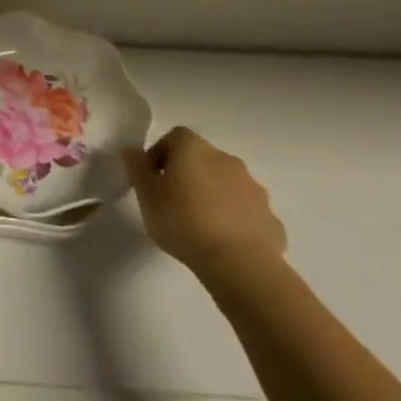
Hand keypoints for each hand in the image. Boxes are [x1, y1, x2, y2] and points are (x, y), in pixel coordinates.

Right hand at [127, 127, 286, 289]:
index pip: (175, 136)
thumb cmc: (182, 222)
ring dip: (214, 195)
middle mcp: (227, 160)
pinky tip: (224, 241)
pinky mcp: (270, 217)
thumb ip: (137, 168)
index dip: (161, 153)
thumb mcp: (146, 195)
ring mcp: (254, 188)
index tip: (152, 178)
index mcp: (194, 150)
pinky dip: (235, 218)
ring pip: (227, 184)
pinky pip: (246, 210)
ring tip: (199, 224)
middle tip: (173, 201)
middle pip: (203, 159)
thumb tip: (130, 149)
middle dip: (189, 175)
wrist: (239, 263)